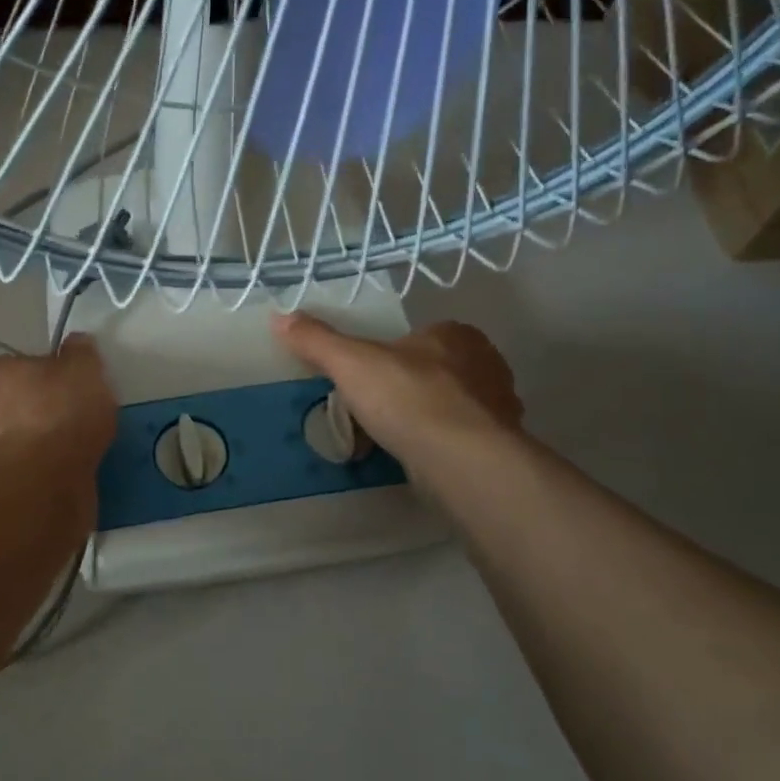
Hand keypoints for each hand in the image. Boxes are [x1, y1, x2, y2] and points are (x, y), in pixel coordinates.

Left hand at [0, 333, 117, 474]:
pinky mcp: (0, 482)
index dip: (59, 373)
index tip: (81, 387)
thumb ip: (81, 353)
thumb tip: (76, 343)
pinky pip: (32, 466)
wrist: (39, 482)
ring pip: (28, 436)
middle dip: (52, 409)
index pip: (31, 363)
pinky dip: (49, 468)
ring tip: (84, 450)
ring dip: (50, 442)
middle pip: (27, 401)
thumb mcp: (84, 369)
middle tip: (85, 419)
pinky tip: (72, 472)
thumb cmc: (61, 413)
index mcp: (1, 370)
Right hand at [271, 313, 522, 470]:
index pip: (418, 336)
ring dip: (423, 421)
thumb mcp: (350, 363)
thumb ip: (317, 340)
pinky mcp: (500, 448)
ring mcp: (497, 408)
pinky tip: (416, 463)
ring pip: (449, 408)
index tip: (365, 380)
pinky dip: (438, 448)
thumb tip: (279, 316)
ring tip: (389, 442)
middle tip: (372, 413)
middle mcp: (485, 364)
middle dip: (405, 390)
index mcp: (455, 335)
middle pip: (433, 373)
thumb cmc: (409, 399)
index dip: (389, 356)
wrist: (463, 461)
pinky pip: (460, 441)